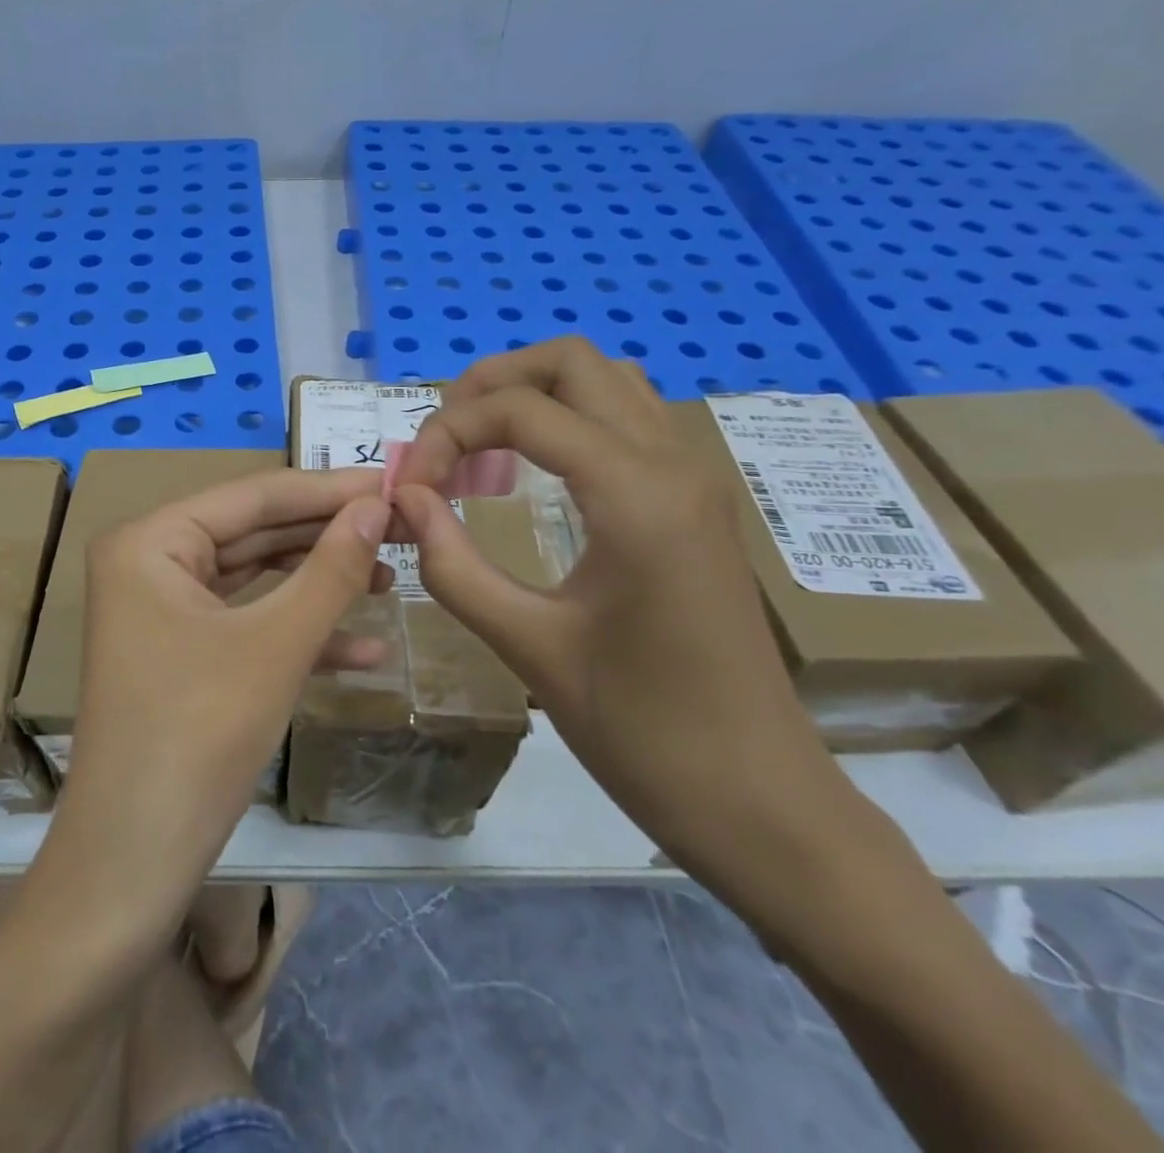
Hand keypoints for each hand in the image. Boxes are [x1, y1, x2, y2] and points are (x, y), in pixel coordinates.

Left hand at [45, 467, 390, 938]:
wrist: (131, 865)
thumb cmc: (199, 737)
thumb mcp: (276, 645)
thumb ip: (331, 568)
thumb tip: (379, 505)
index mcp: (151, 541)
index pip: (253, 496)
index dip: (329, 489)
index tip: (396, 481)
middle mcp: (149, 563)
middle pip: (255, 533)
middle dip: (328, 536)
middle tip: (402, 526)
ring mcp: (162, 610)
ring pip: (255, 579)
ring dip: (320, 583)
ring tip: (392, 577)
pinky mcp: (180, 653)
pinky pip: (246, 623)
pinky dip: (300, 633)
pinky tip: (367, 649)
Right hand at [390, 338, 863, 925]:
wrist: (759, 800)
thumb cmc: (642, 732)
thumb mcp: (528, 647)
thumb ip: (452, 564)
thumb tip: (404, 498)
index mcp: (636, 494)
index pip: (521, 410)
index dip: (448, 433)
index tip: (411, 488)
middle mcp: (672, 463)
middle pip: (572, 362)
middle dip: (490, 385)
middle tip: (441, 442)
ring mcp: (692, 478)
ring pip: (605, 381)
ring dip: (532, 395)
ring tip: (479, 449)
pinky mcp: (693, 502)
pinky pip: (624, 420)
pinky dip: (565, 421)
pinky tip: (530, 475)